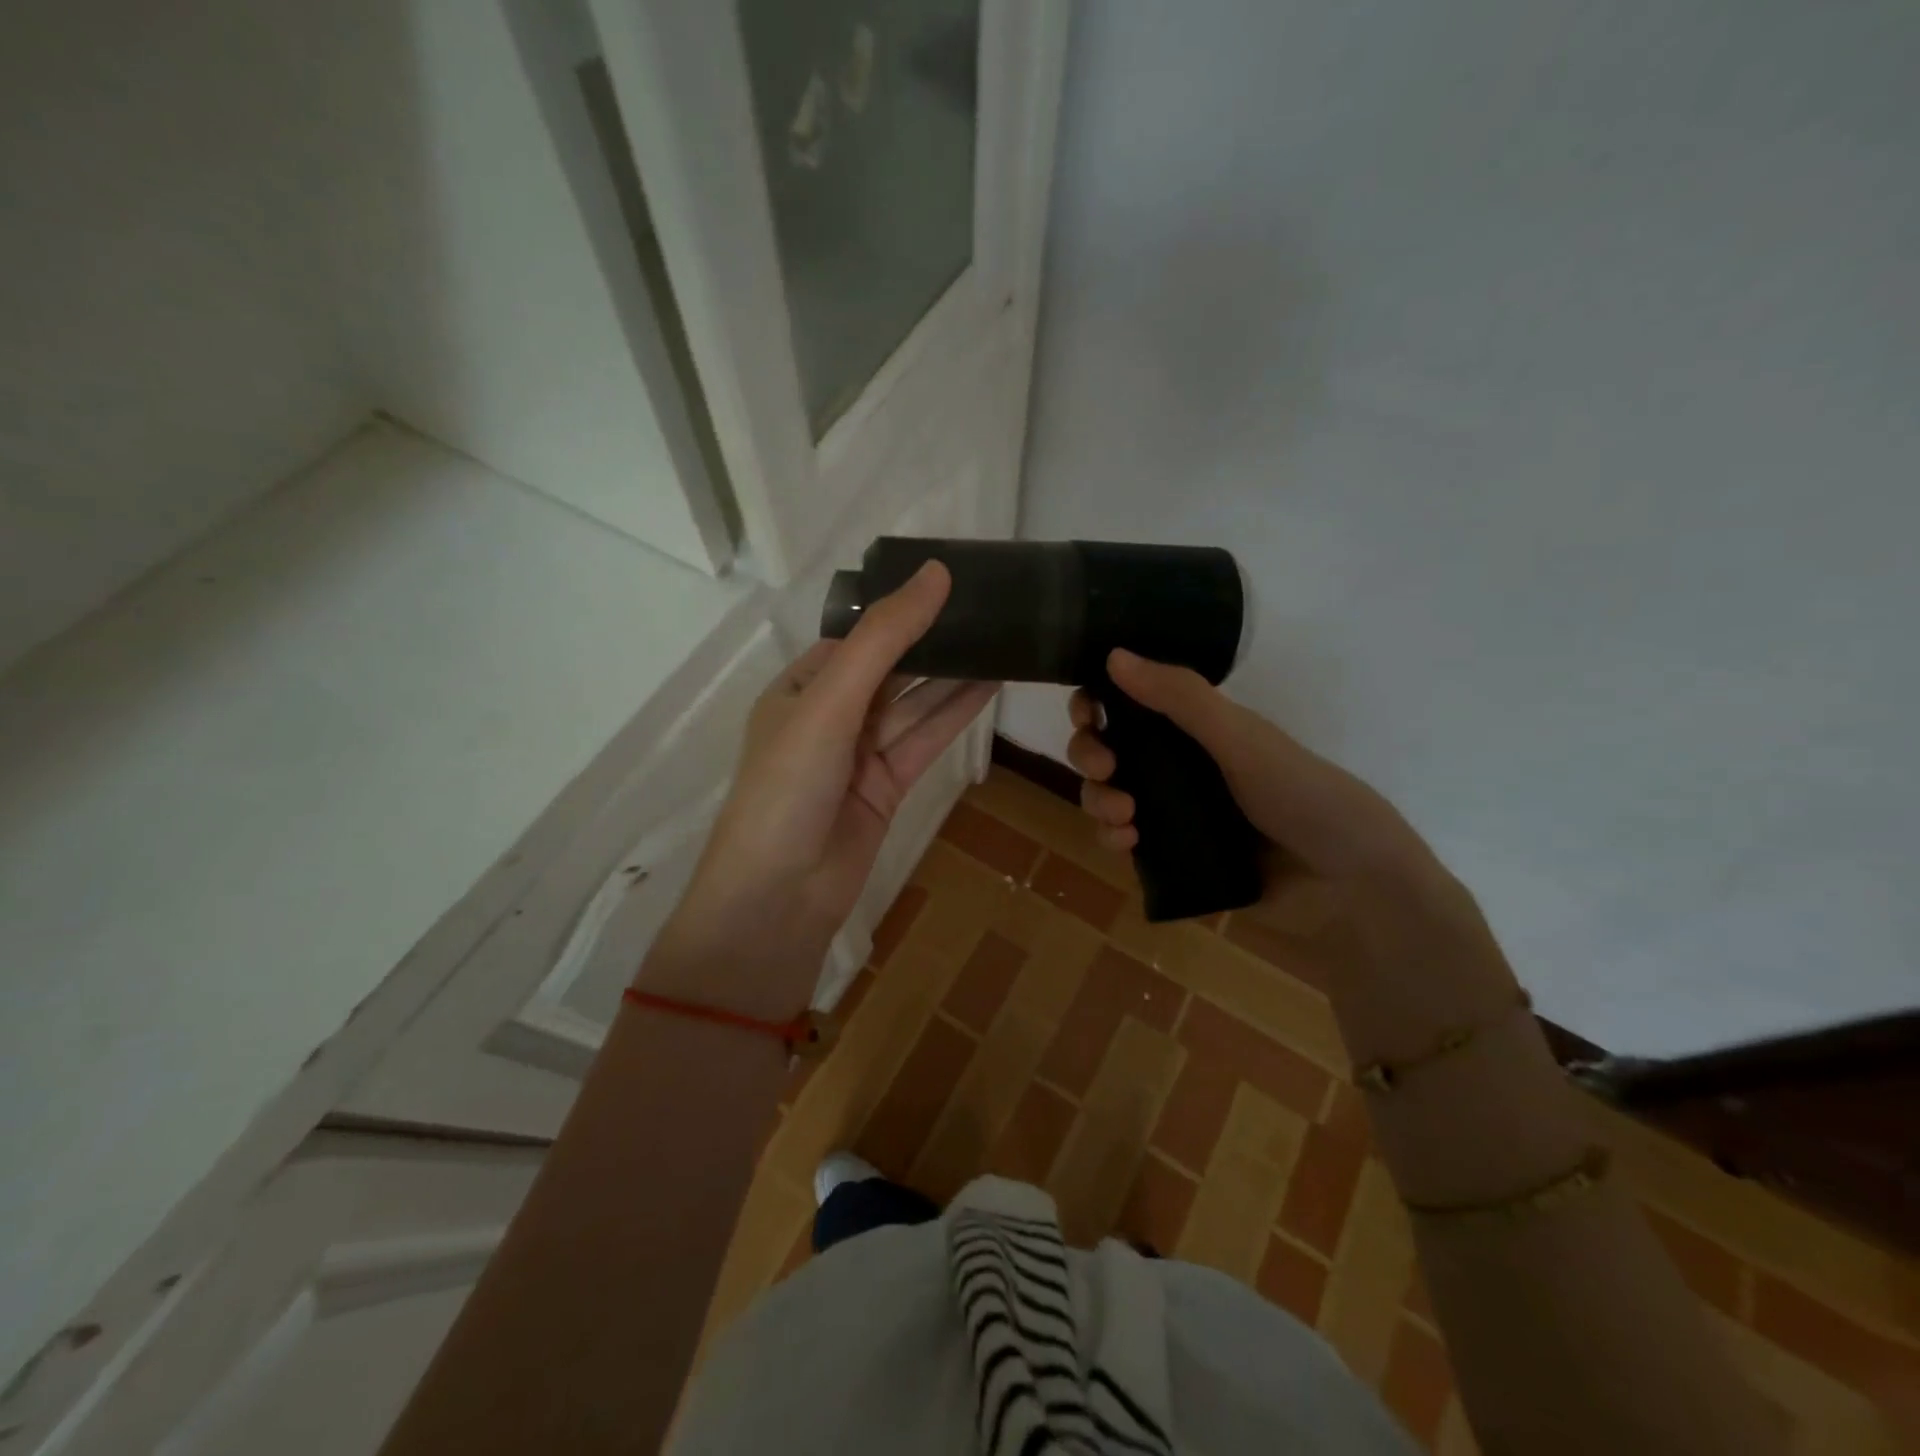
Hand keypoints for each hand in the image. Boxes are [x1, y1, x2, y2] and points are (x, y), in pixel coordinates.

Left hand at [647, 562, 997, 1011]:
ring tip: (1004, 639)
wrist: (779, 897)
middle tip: (992, 608)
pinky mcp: (888, 786)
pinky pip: (926, 739)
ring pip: (915, 704)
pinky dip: (956, 714)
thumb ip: (884, 639)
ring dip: (955, 675)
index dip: (904, 609)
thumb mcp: (830, 701)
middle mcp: (831, 714)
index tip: (954, 581)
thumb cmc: (788, 786)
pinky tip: (991, 685)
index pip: (860, 635)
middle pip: (892, 668)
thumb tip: (935, 573)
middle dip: (935, 641)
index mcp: (802, 686)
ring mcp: (860, 753)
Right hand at [1067, 648, 1436, 884]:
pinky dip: (1113, 837)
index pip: (1128, 703)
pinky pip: (1123, 840)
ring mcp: (1172, 810)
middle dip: (1090, 754)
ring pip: (1107, 795)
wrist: (1348, 884)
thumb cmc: (1302, 795)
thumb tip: (1113, 655)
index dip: (1097, 703)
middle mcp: (1177, 763)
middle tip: (1105, 769)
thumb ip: (1181, 699)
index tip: (1087, 714)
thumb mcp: (1241, 740)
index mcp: (1196, 727)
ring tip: (1124, 817)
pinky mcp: (1171, 855)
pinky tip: (1127, 842)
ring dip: (1098, 800)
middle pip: (1107, 748)